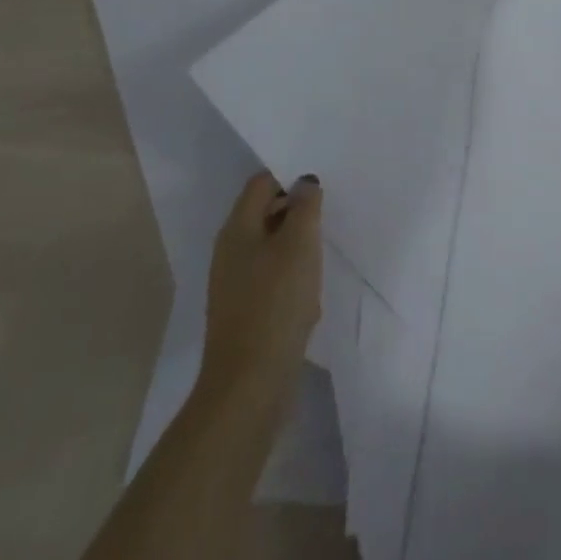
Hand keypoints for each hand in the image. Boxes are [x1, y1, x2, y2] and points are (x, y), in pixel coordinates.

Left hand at [198, 172, 322, 398]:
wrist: (250, 383)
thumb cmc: (276, 303)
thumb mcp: (300, 245)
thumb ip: (305, 206)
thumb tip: (304, 181)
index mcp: (237, 229)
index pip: (261, 183)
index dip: (290, 175)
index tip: (321, 181)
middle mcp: (230, 251)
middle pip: (265, 212)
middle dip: (297, 209)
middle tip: (330, 211)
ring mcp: (235, 283)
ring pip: (271, 246)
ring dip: (297, 243)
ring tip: (326, 247)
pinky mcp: (245, 310)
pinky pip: (271, 276)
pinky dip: (292, 273)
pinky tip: (312, 287)